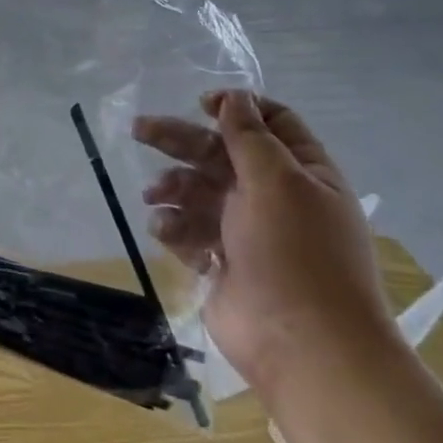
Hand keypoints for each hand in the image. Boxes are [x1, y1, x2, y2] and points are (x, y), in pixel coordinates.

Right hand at [134, 90, 395, 399]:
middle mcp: (274, 197)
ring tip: (154, 196)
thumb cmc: (297, 254)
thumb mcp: (278, 182)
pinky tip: (165, 230)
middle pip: (220, 154)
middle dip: (180, 140)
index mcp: (302, 174)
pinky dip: (174, 226)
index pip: (273, 124)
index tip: (201, 104)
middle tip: (139, 129)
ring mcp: (246, 232)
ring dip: (173, 187)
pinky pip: (189, 230)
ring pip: (198, 192)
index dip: (238, 108)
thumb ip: (250, 137)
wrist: (304, 347)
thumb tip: (234, 96)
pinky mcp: (221, 262)